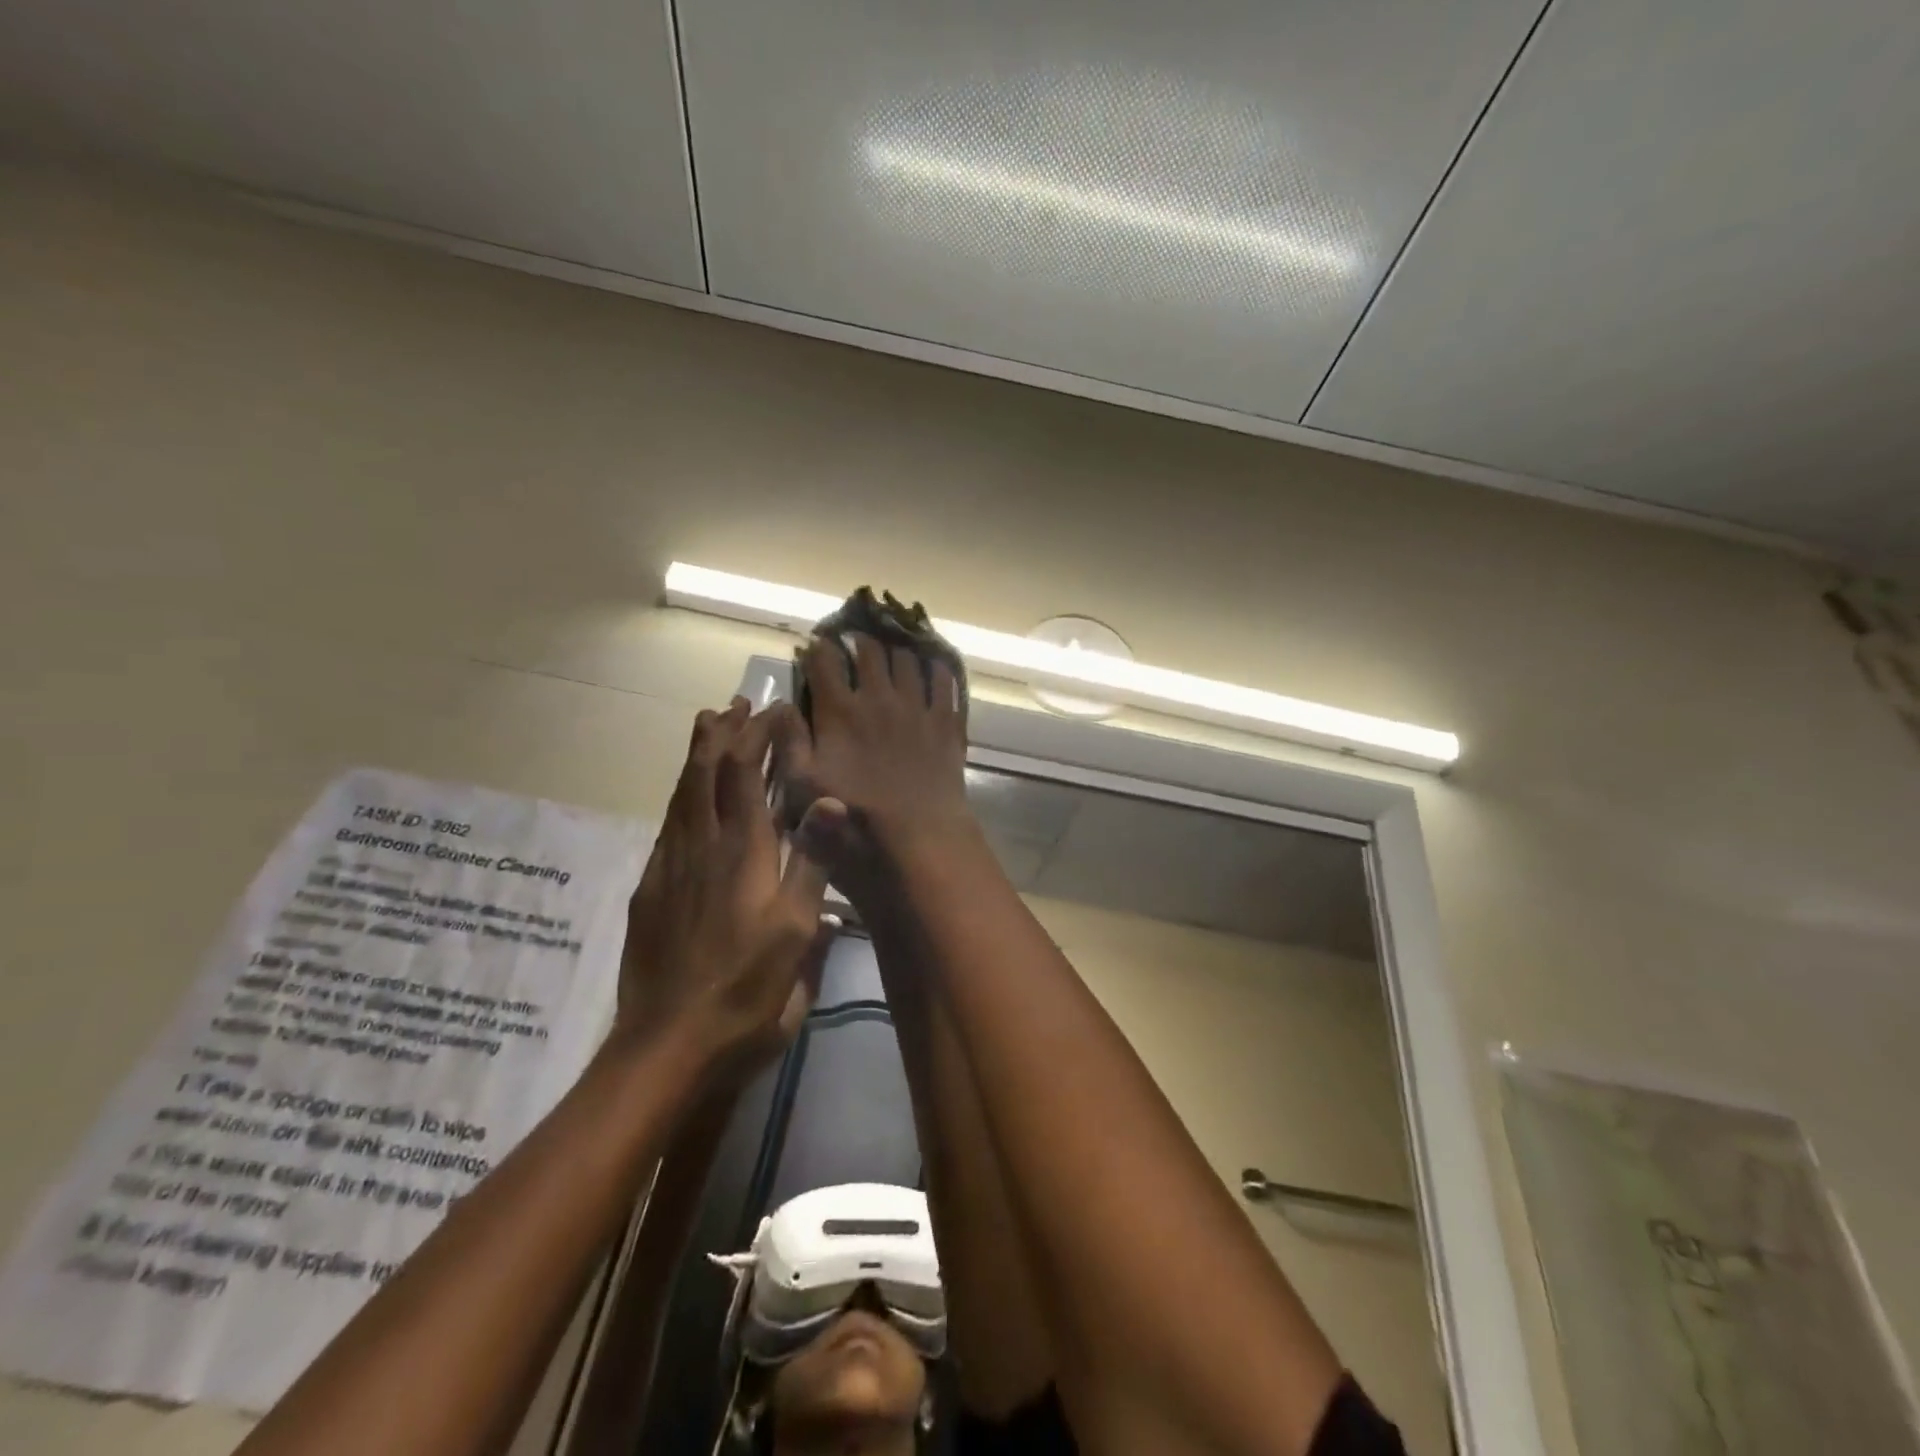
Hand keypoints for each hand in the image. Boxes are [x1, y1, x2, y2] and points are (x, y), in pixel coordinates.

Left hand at [617, 697, 841, 1076]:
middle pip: (706, 773)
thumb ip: (812, 863)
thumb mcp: (797, 934)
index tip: (775, 709)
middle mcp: (702, 847)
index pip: (746, 775)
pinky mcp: (650, 890)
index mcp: (743, 854)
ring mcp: (670, 868)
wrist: (668, 1046)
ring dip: (696, 755)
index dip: (758, 736)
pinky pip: (667, 825)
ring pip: (681, 794)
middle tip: (735, 702)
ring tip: (707, 725)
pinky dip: (680, 795)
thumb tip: (830, 801)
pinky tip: (685, 798)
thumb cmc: (747, 992)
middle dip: (723, 733)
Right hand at [776, 636, 974, 897]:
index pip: (825, 661)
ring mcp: (917, 706)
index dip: (819, 648)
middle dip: (859, 641)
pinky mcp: (946, 721)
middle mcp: (879, 697)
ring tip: (892, 651)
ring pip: (907, 658)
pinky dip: (936, 668)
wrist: (920, 835)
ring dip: (896, 649)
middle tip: (855, 643)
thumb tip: (780, 705)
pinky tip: (932, 667)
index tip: (817, 646)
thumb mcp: (805, 786)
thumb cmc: (855, 816)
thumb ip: (789, 741)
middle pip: (870, 650)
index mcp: (840, 711)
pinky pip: (944, 680)